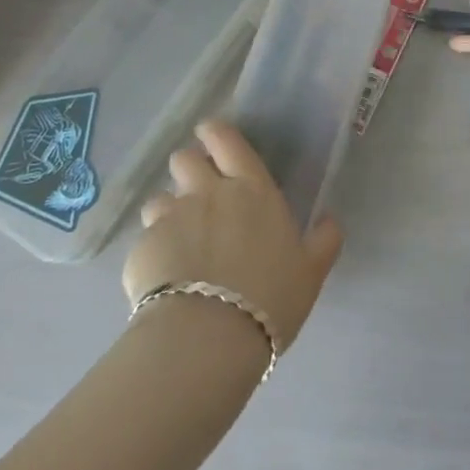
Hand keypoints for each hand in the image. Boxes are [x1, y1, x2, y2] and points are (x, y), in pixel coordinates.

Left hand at [122, 121, 342, 349]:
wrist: (207, 337)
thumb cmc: (270, 297)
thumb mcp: (311, 271)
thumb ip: (323, 240)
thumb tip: (330, 220)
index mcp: (252, 190)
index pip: (228, 142)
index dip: (215, 132)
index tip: (210, 133)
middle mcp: (208, 193)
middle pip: (185, 159)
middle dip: (188, 168)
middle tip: (197, 192)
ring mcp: (170, 219)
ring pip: (159, 199)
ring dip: (167, 212)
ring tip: (176, 240)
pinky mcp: (140, 251)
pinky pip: (145, 241)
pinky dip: (153, 253)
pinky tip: (163, 279)